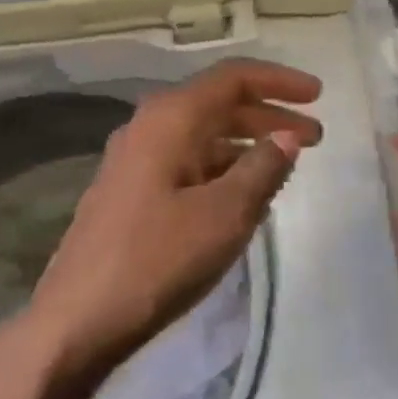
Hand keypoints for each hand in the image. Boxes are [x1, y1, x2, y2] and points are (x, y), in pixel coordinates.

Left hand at [24, 60, 322, 378]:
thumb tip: (288, 136)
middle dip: (269, 116)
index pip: (233, 78)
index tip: (318, 96)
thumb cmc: (158, 260)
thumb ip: (263, 168)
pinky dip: (223, 168)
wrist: (79, 320)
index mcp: (170, 119)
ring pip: (203, 136)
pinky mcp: (131, 192)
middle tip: (314, 137)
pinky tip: (244, 194)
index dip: (279, 81)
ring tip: (285, 167)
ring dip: (247, 144)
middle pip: (218, 104)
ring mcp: (135, 161)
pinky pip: (188, 163)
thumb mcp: (225, 214)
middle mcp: (149, 128)